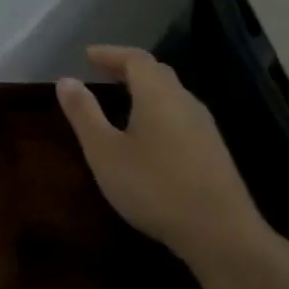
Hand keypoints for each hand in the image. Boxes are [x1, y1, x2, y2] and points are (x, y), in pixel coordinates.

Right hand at [55, 46, 275, 265]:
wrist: (222, 235)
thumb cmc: (155, 187)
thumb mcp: (105, 152)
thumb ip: (84, 113)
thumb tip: (66, 80)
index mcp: (157, 94)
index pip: (135, 58)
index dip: (110, 53)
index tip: (88, 56)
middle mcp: (184, 101)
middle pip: (157, 72)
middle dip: (128, 68)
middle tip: (103, 73)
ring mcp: (204, 127)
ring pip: (172, 94)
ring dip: (146, 90)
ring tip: (123, 101)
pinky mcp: (214, 152)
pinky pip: (181, 116)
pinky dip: (160, 111)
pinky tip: (150, 135)